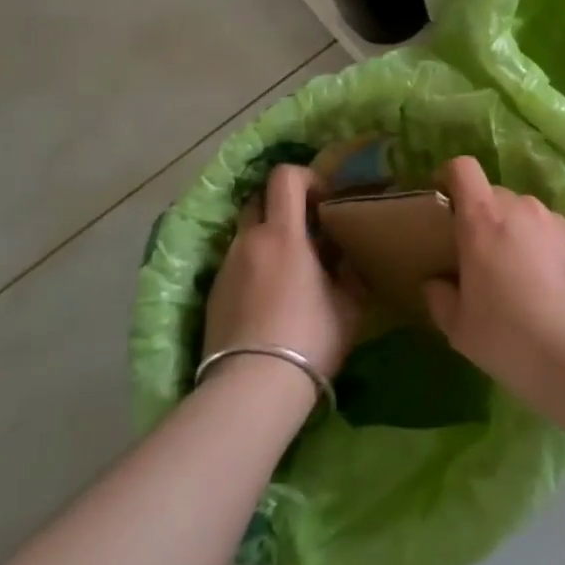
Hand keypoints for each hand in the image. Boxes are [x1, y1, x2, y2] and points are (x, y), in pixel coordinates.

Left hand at [202, 164, 363, 381]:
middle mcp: (249, 240)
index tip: (324, 201)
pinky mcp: (213, 295)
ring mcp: (226, 267)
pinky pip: (236, 265)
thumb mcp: (349, 304)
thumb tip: (349, 257)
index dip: (306, 177)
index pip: (284, 176)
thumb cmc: (309, 337)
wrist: (252, 388)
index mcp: (283, 233)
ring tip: (291, 273)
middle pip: (260, 200)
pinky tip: (269, 301)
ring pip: (248, 235)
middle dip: (283, 207)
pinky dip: (254, 267)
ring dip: (269, 240)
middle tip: (308, 233)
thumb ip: (351, 271)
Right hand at [423, 156, 564, 405]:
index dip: (449, 177)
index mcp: (483, 218)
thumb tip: (436, 283)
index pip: (462, 168)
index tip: (443, 204)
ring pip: (524, 215)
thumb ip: (440, 298)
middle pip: (493, 195)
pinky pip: (550, 234)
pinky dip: (541, 250)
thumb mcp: (460, 329)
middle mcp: (521, 208)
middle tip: (477, 260)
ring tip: (516, 280)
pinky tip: (548, 291)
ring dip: (514, 235)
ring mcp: (556, 222)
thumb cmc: (512, 338)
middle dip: (481, 219)